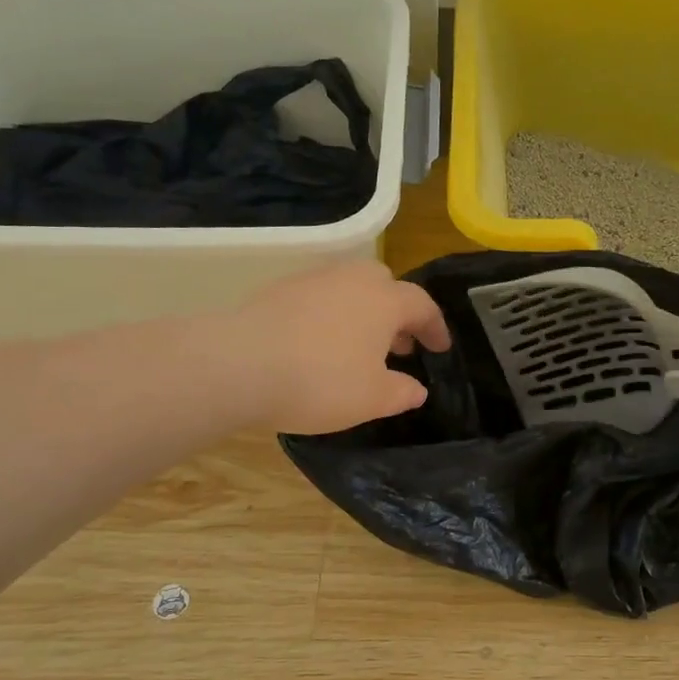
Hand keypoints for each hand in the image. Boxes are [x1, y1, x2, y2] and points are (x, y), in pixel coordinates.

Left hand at [226, 261, 451, 433]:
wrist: (238, 364)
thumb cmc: (320, 381)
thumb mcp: (371, 399)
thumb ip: (401, 392)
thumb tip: (417, 388)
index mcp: (385, 301)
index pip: (423, 305)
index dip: (435, 327)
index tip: (440, 348)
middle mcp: (353, 280)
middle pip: (386, 285)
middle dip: (398, 311)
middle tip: (399, 343)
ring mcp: (314, 280)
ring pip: (350, 287)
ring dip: (362, 311)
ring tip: (358, 345)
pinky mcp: (279, 289)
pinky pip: (319, 296)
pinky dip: (330, 314)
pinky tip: (319, 343)